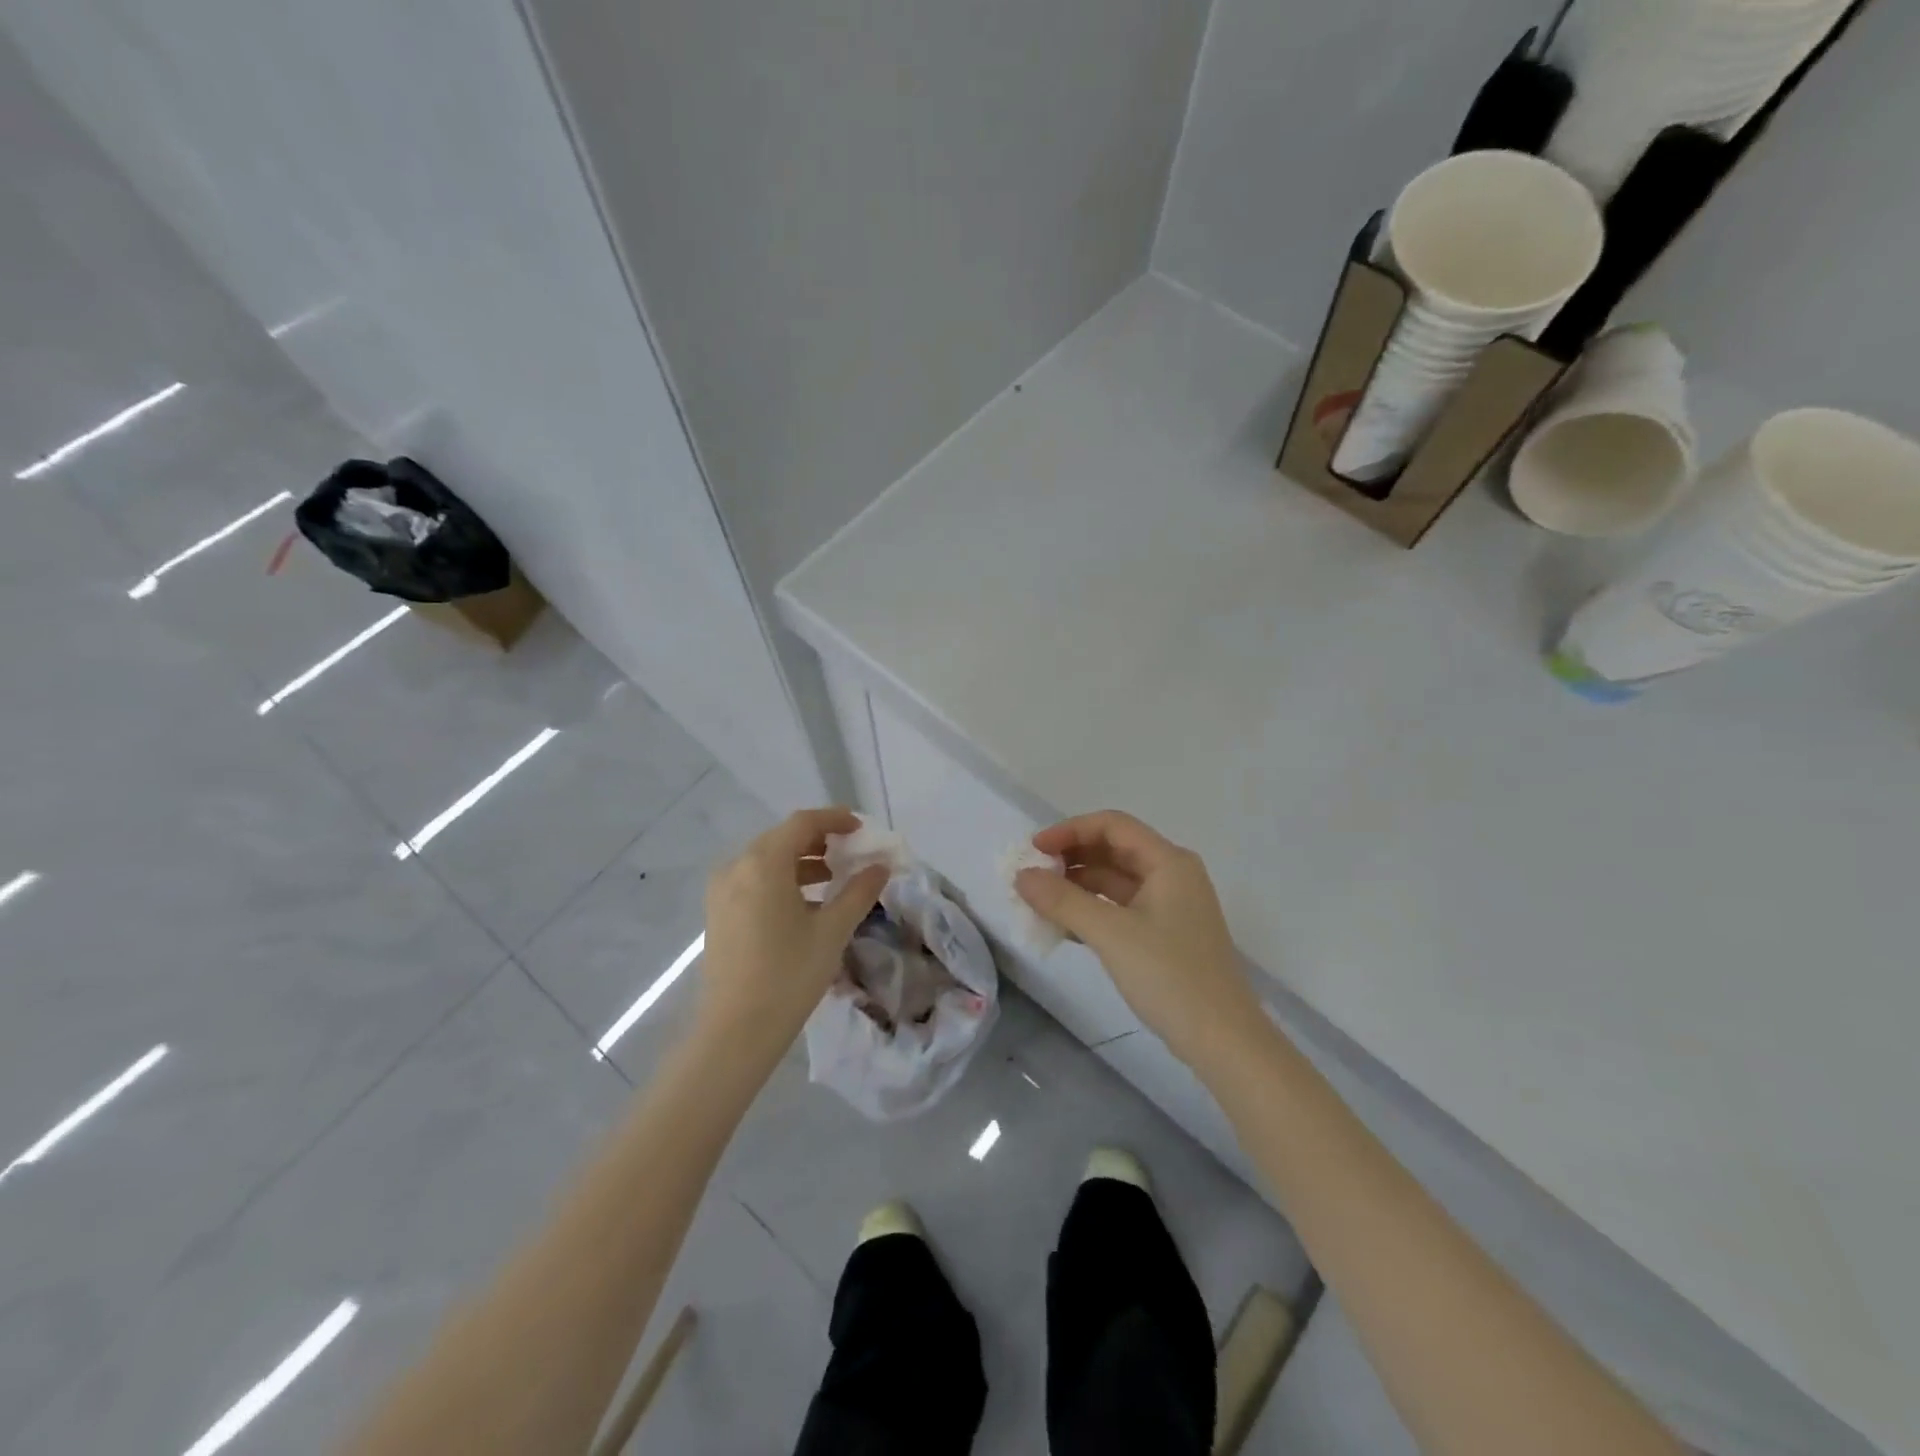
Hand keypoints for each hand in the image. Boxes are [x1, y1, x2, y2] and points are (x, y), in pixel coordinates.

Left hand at [700, 808, 888, 1060]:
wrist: (736, 1031)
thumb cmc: (789, 974)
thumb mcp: (832, 930)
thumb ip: (859, 891)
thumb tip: (880, 866)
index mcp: (763, 863)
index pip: (802, 823)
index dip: (834, 819)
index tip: (860, 828)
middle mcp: (737, 867)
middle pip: (782, 838)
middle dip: (818, 840)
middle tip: (850, 851)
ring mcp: (722, 891)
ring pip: (766, 861)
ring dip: (801, 862)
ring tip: (833, 879)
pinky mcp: (718, 914)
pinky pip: (754, 881)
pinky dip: (782, 881)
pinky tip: (806, 904)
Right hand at [1016, 811, 1263, 1066]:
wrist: (1223, 1041)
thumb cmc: (1170, 976)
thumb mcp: (1111, 934)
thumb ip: (1063, 901)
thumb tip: (1022, 876)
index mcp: (1168, 862)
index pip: (1112, 826)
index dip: (1070, 831)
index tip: (1034, 850)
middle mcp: (1172, 874)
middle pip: (1113, 849)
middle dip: (1071, 858)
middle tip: (1033, 876)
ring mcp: (1170, 905)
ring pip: (1115, 881)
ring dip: (1078, 886)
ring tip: (1040, 901)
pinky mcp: (1165, 934)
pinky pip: (1121, 908)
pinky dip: (1092, 910)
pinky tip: (1064, 926)